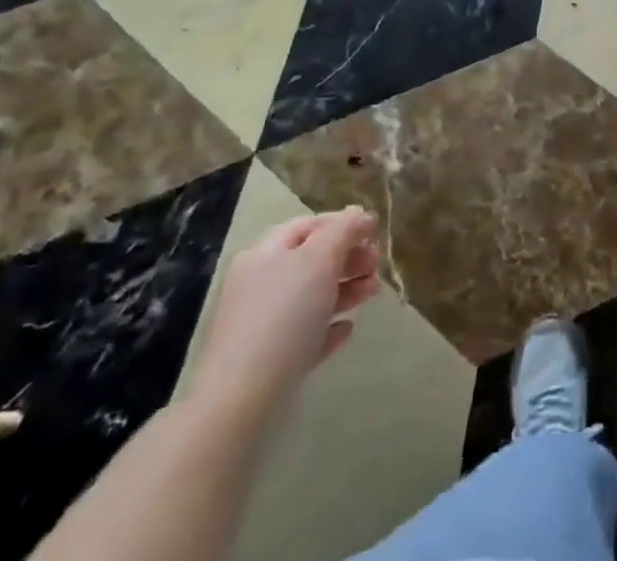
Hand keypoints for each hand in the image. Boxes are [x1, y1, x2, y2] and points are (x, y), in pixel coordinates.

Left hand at [191, 209, 380, 420]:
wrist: (240, 404)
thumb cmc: (283, 317)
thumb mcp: (319, 260)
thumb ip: (343, 230)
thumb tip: (359, 214)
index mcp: (266, 253)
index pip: (309, 225)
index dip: (343, 223)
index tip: (375, 232)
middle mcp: (260, 284)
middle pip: (312, 260)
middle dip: (348, 258)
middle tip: (376, 265)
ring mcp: (262, 325)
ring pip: (312, 297)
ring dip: (346, 289)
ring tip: (371, 293)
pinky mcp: (270, 362)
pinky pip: (305, 335)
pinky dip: (328, 327)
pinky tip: (346, 330)